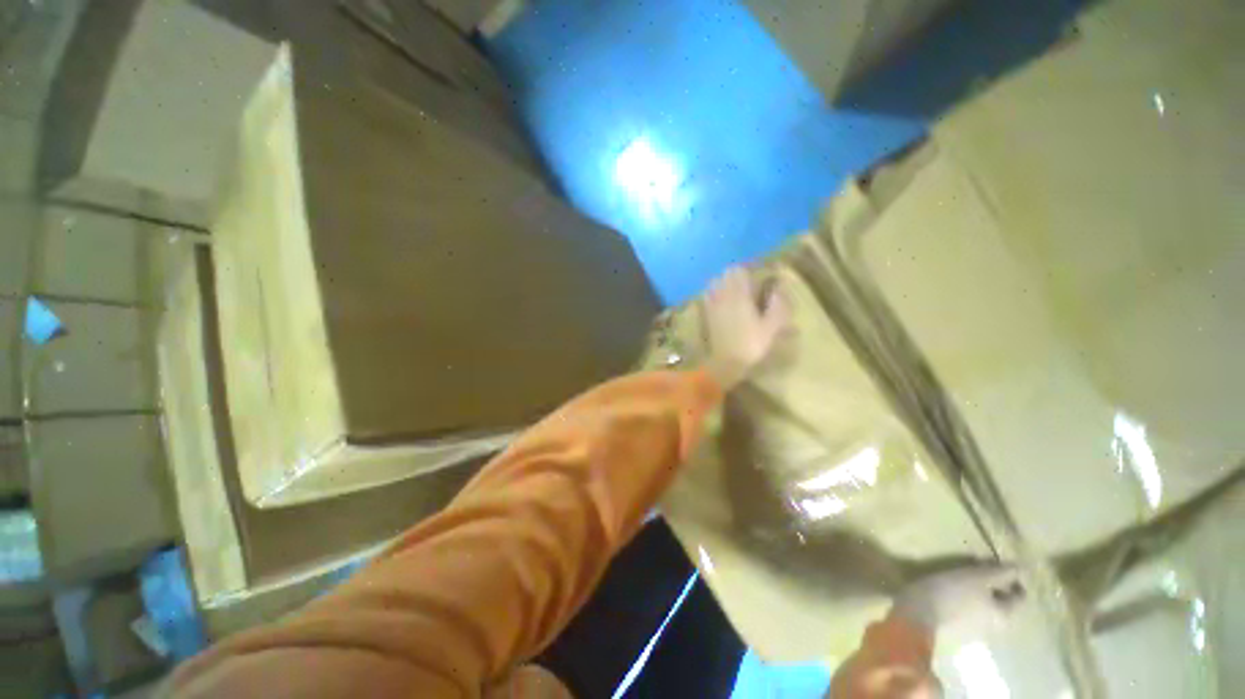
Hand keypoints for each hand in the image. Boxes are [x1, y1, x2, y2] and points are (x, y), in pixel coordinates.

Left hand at [701, 266, 790, 389]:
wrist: (725, 362)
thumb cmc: (751, 346)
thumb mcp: (771, 328)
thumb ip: (777, 306)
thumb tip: (778, 289)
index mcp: (741, 297)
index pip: (741, 271)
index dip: (750, 269)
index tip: (758, 272)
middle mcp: (724, 296)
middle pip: (727, 274)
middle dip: (737, 273)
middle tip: (748, 279)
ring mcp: (713, 304)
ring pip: (715, 282)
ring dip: (724, 280)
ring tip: (734, 287)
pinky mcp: (707, 314)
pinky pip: (708, 295)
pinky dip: (714, 291)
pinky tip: (721, 297)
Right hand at [893, 565, 1024, 636]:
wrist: (918, 614)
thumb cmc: (952, 592)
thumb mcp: (977, 577)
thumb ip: (1001, 573)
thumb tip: (1022, 567)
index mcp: (1004, 615)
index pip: (1020, 597)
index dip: (1013, 580)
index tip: (999, 565)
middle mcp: (994, 626)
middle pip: (1001, 604)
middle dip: (994, 587)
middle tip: (978, 570)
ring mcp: (974, 630)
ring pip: (983, 608)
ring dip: (977, 594)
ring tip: (961, 578)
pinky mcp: (954, 629)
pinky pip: (966, 612)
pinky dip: (963, 601)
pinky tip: (949, 591)